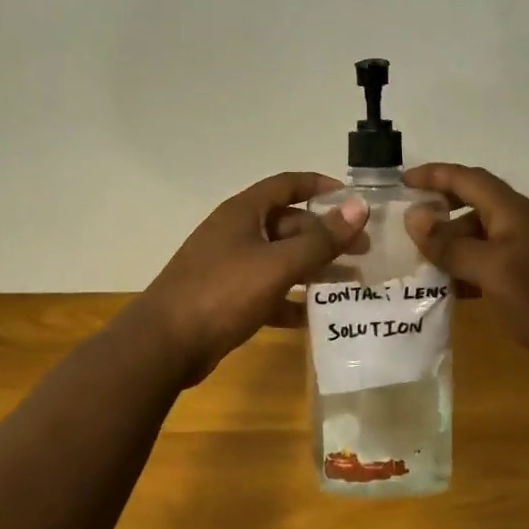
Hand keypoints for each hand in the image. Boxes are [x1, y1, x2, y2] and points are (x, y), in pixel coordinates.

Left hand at [134, 172, 370, 385]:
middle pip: (288, 225)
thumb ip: (321, 239)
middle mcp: (236, 233)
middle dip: (326, 236)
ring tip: (350, 283)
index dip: (321, 186)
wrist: (165, 344)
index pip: (287, 185)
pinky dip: (292, 300)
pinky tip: (317, 317)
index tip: (354, 201)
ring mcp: (230, 267)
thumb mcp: (277, 264)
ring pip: (281, 260)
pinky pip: (269, 292)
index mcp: (244, 213)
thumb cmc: (222, 293)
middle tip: (363, 251)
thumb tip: (359, 207)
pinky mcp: (227, 299)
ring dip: (314, 269)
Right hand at [403, 164, 528, 380]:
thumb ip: (451, 244)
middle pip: (470, 205)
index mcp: (511, 212)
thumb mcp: (492, 270)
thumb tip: (414, 216)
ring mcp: (522, 253)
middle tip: (404, 226)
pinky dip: (461, 270)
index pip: (467, 179)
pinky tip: (442, 288)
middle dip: (437, 211)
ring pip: (475, 237)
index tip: (401, 181)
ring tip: (415, 261)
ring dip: (447, 244)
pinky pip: (484, 264)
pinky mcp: (524, 279)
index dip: (434, 175)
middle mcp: (516, 225)